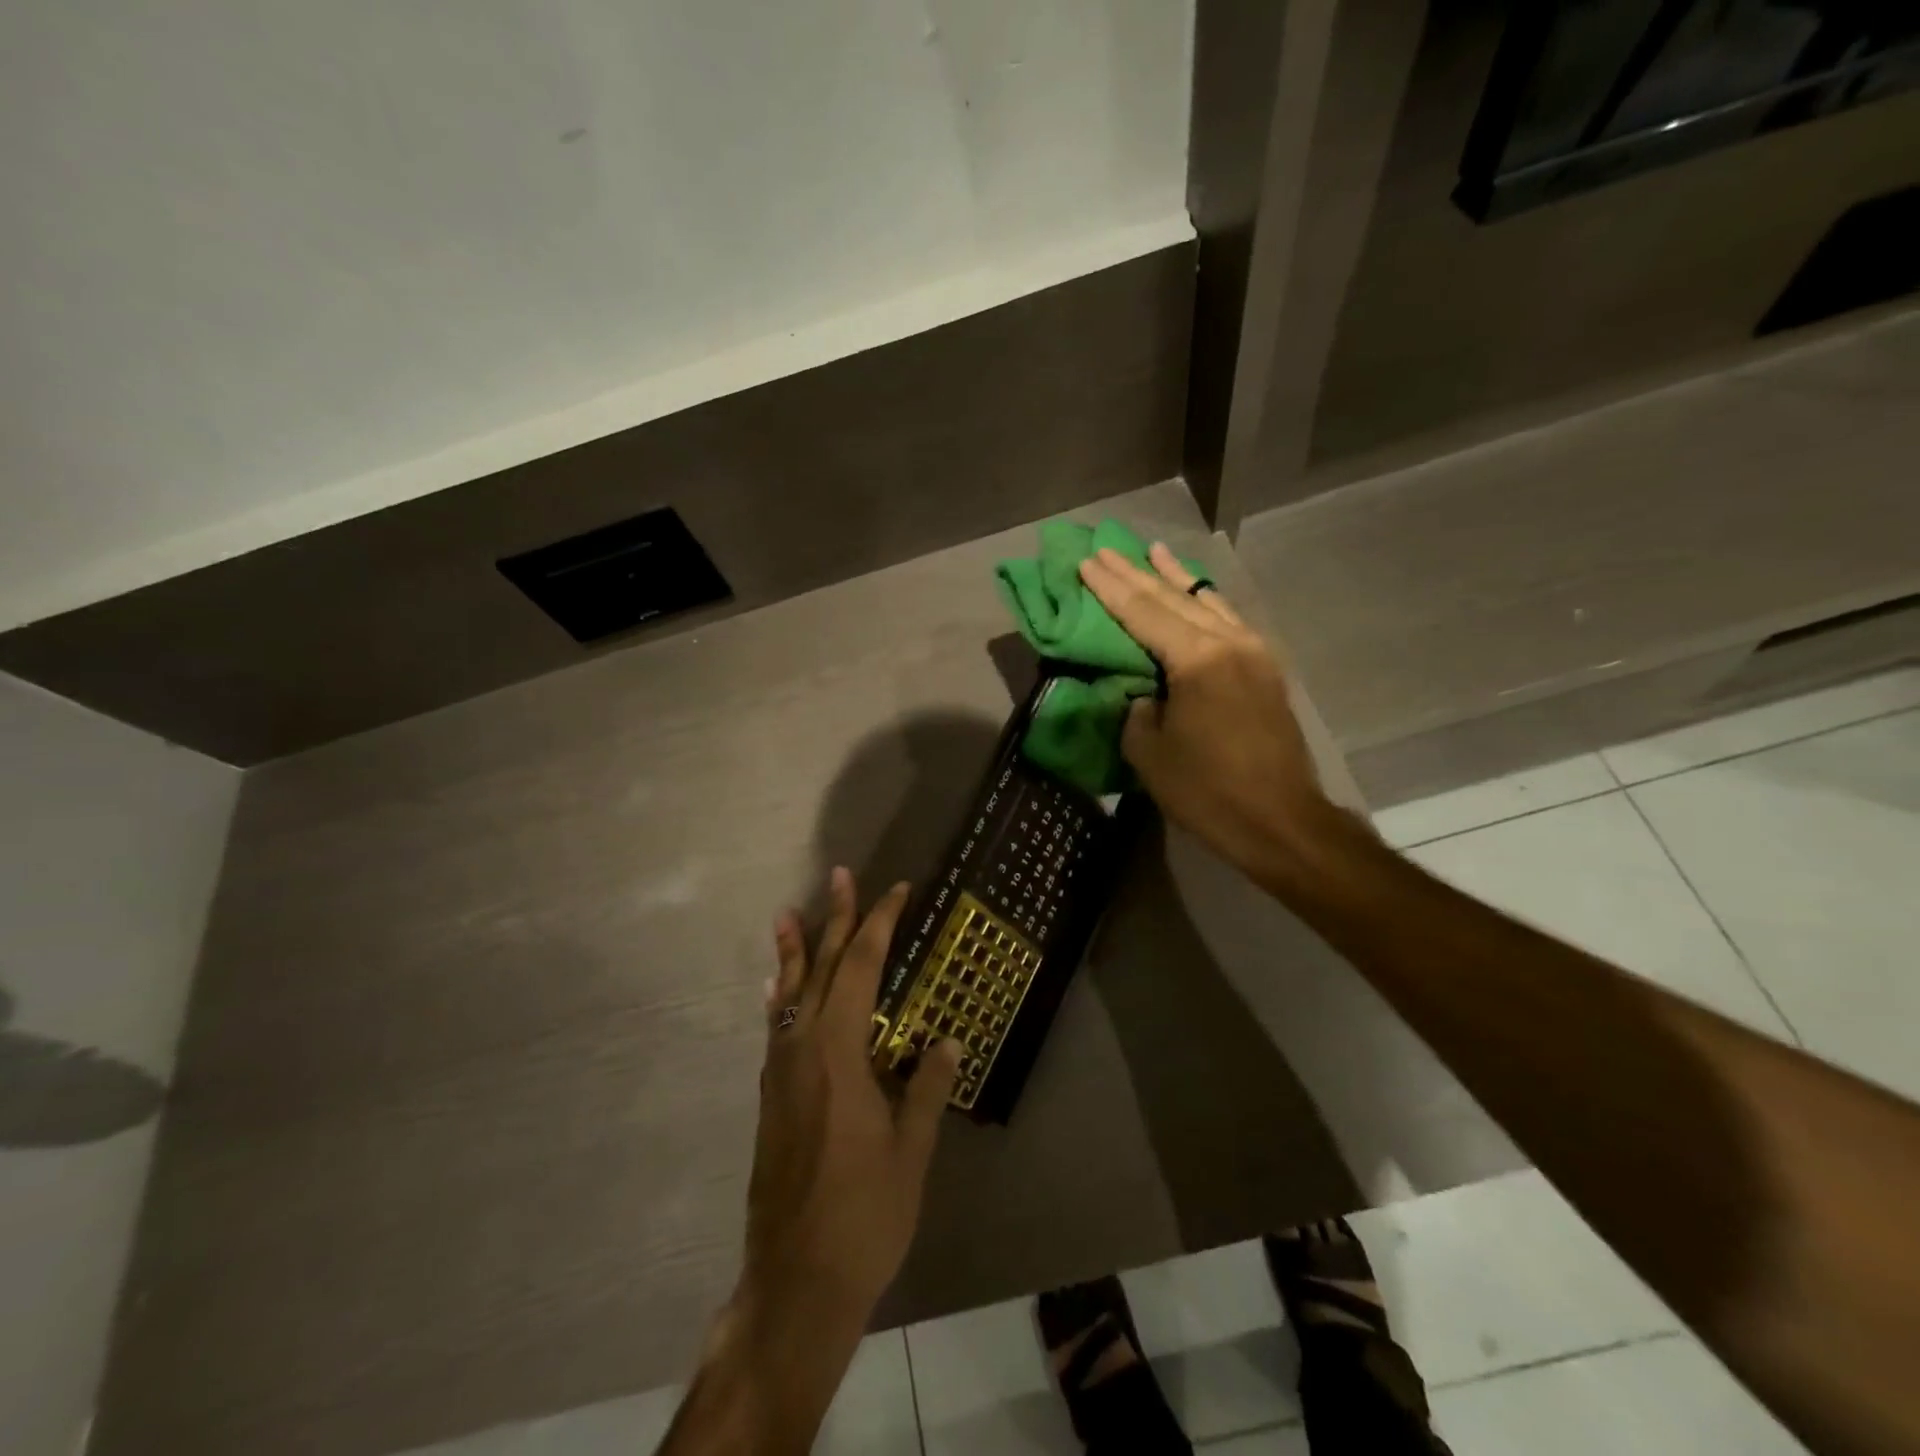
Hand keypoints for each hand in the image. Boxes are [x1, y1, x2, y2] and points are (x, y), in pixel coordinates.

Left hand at [737, 868, 960, 1337]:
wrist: (796, 1281)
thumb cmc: (863, 1214)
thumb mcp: (910, 1151)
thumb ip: (927, 1088)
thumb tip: (947, 1040)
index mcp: (839, 1051)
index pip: (862, 968)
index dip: (879, 924)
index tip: (896, 891)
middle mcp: (802, 1048)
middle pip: (821, 968)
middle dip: (836, 919)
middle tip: (840, 876)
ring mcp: (780, 1072)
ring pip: (789, 994)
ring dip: (796, 951)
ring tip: (788, 915)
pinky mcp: (771, 1096)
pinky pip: (777, 1027)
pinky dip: (782, 996)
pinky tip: (777, 990)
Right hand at [1078, 543, 1340, 884]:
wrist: (1282, 821)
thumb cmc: (1208, 791)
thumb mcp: (1150, 754)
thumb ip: (1138, 710)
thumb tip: (1146, 693)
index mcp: (1197, 660)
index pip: (1143, 613)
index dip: (1110, 588)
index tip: (1086, 562)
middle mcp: (1229, 643)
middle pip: (1174, 598)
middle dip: (1136, 573)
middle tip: (1106, 549)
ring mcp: (1254, 653)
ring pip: (1207, 602)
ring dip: (1175, 578)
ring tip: (1153, 552)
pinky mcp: (1266, 670)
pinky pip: (1229, 621)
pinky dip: (1205, 602)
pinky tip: (1197, 593)